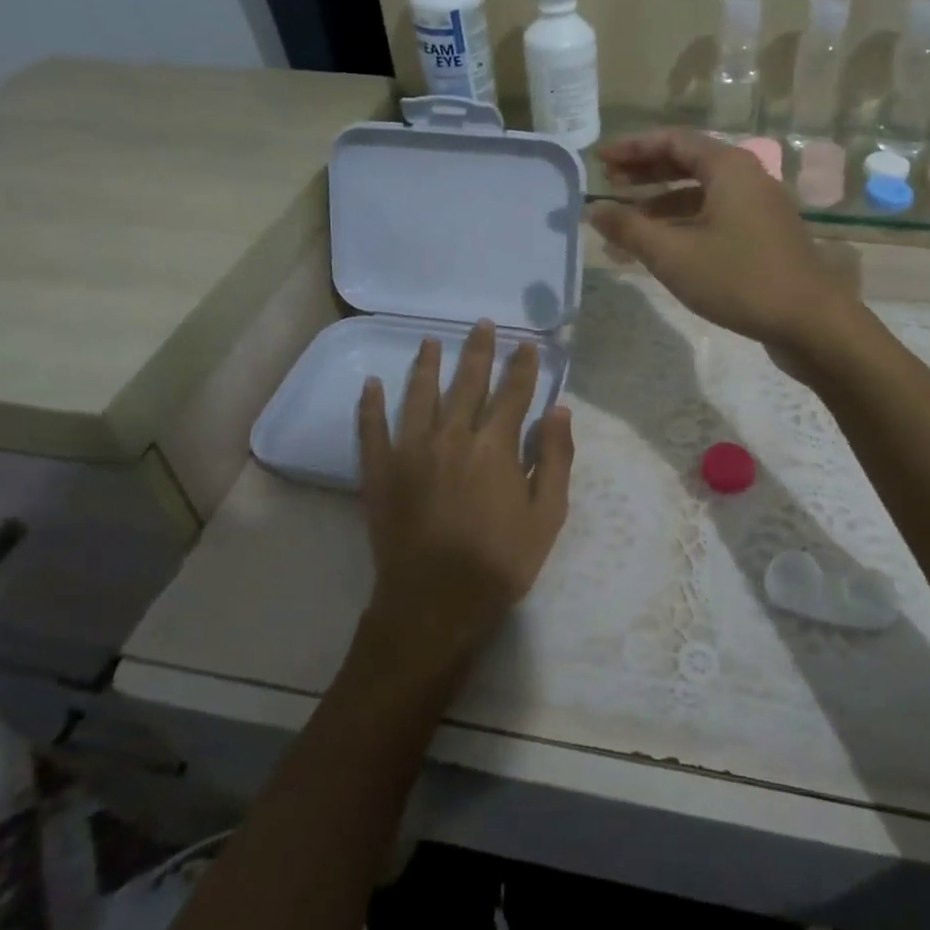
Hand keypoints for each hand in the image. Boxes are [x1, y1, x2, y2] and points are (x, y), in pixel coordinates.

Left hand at [356, 321, 574, 677]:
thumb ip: (555, 459)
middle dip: (478, 352)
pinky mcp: (379, 472)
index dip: (522, 367)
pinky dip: (370, 405)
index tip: (526, 344)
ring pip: (419, 396)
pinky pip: (371, 429)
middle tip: (482, 324)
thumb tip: (559, 410)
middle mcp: (451, 437)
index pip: (512, 394)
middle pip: (467, 384)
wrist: (434, 604)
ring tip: (430, 340)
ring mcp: (410, 451)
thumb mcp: (546, 516)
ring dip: (427, 365)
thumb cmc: (499, 563)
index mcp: (494, 447)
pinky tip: (370, 383)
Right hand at [590, 129, 862, 351]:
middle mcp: (748, 177)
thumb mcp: (674, 255)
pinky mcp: (766, 235)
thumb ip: (630, 229)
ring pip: (703, 192)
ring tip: (628, 218)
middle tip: (610, 182)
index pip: (673, 140)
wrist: (810, 321)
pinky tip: (665, 245)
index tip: (600, 159)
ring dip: (664, 201)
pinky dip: (686, 222)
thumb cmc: (739, 280)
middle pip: (689, 162)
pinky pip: (717, 215)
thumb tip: (593, 209)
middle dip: (646, 171)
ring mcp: (761, 207)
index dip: (633, 147)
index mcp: (729, 167)